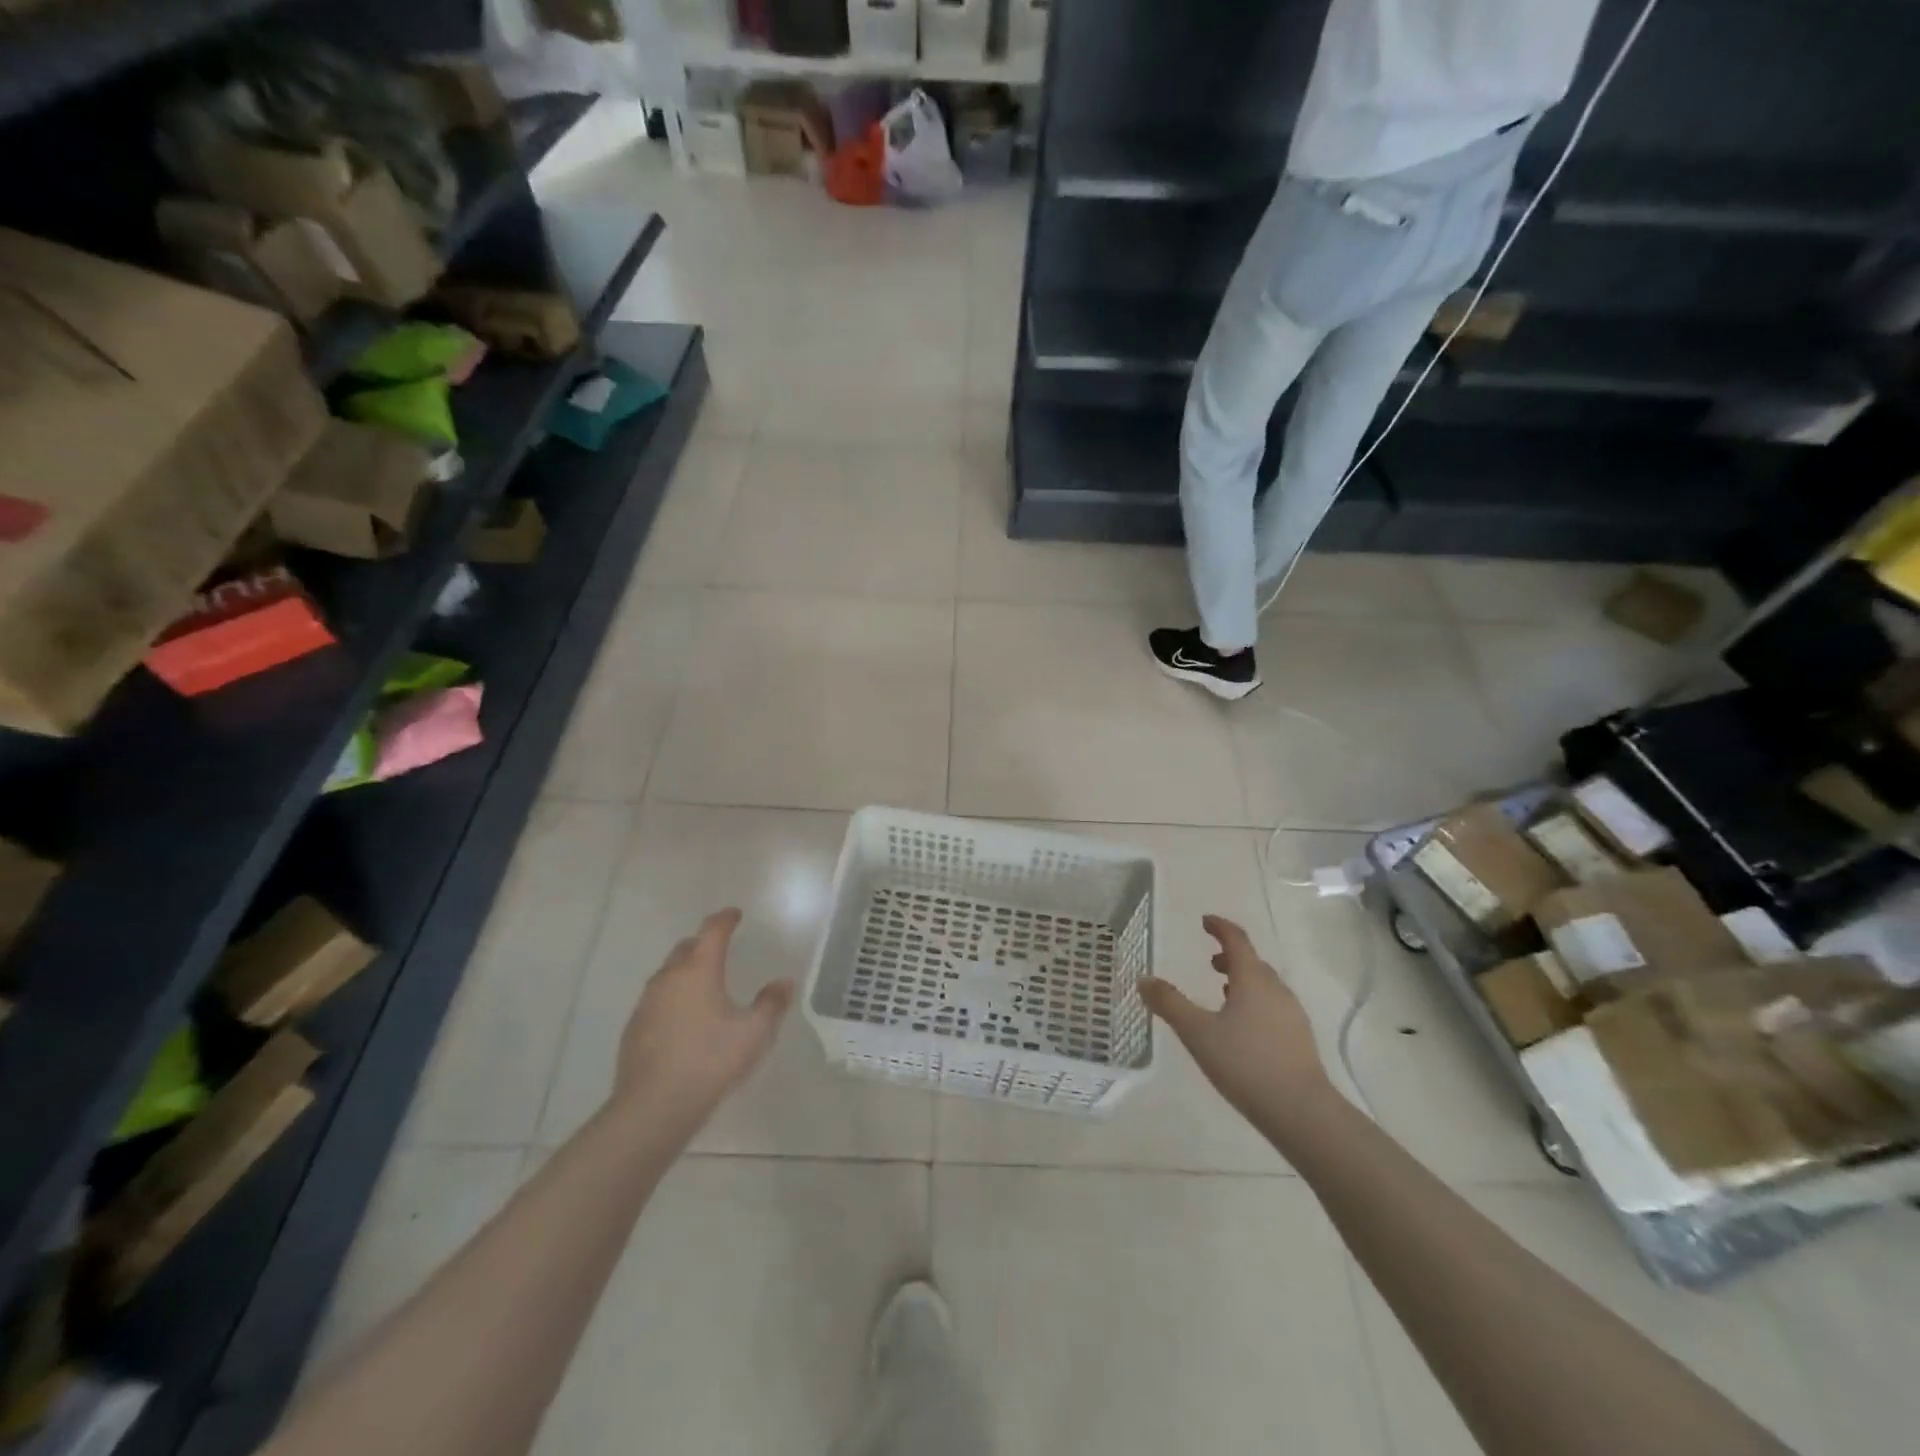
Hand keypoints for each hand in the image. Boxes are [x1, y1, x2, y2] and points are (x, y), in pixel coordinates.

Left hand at [612, 909, 793, 1133]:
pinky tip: (683, 1019)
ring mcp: (647, 1003)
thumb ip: (772, 1004)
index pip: (712, 931)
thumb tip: (784, 982)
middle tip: (720, 947)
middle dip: (703, 943)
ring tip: (703, 983)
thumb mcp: (754, 1033)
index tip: (734, 914)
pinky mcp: (634, 1028)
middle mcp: (669, 978)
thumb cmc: (710, 1061)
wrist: (653, 1107)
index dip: (725, 919)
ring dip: (685, 970)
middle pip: (685, 948)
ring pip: (668, 974)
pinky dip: (673, 997)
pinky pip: (657, 999)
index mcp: (699, 970)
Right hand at [1140, 915, 1331, 1123]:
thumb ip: (1170, 1004)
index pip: (1237, 940)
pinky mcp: (1299, 1039)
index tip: (1205, 921)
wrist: (1302, 1112)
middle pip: (1253, 962)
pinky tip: (1243, 1027)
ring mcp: (1292, 1014)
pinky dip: (1254, 1002)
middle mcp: (1276, 990)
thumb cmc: (1245, 1064)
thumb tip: (1144, 979)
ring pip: (1265, 986)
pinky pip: (1273, 1006)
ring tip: (1223, 992)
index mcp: (1252, 979)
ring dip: (1243, 980)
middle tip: (1209, 960)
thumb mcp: (1198, 1033)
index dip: (1220, 927)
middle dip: (1230, 956)